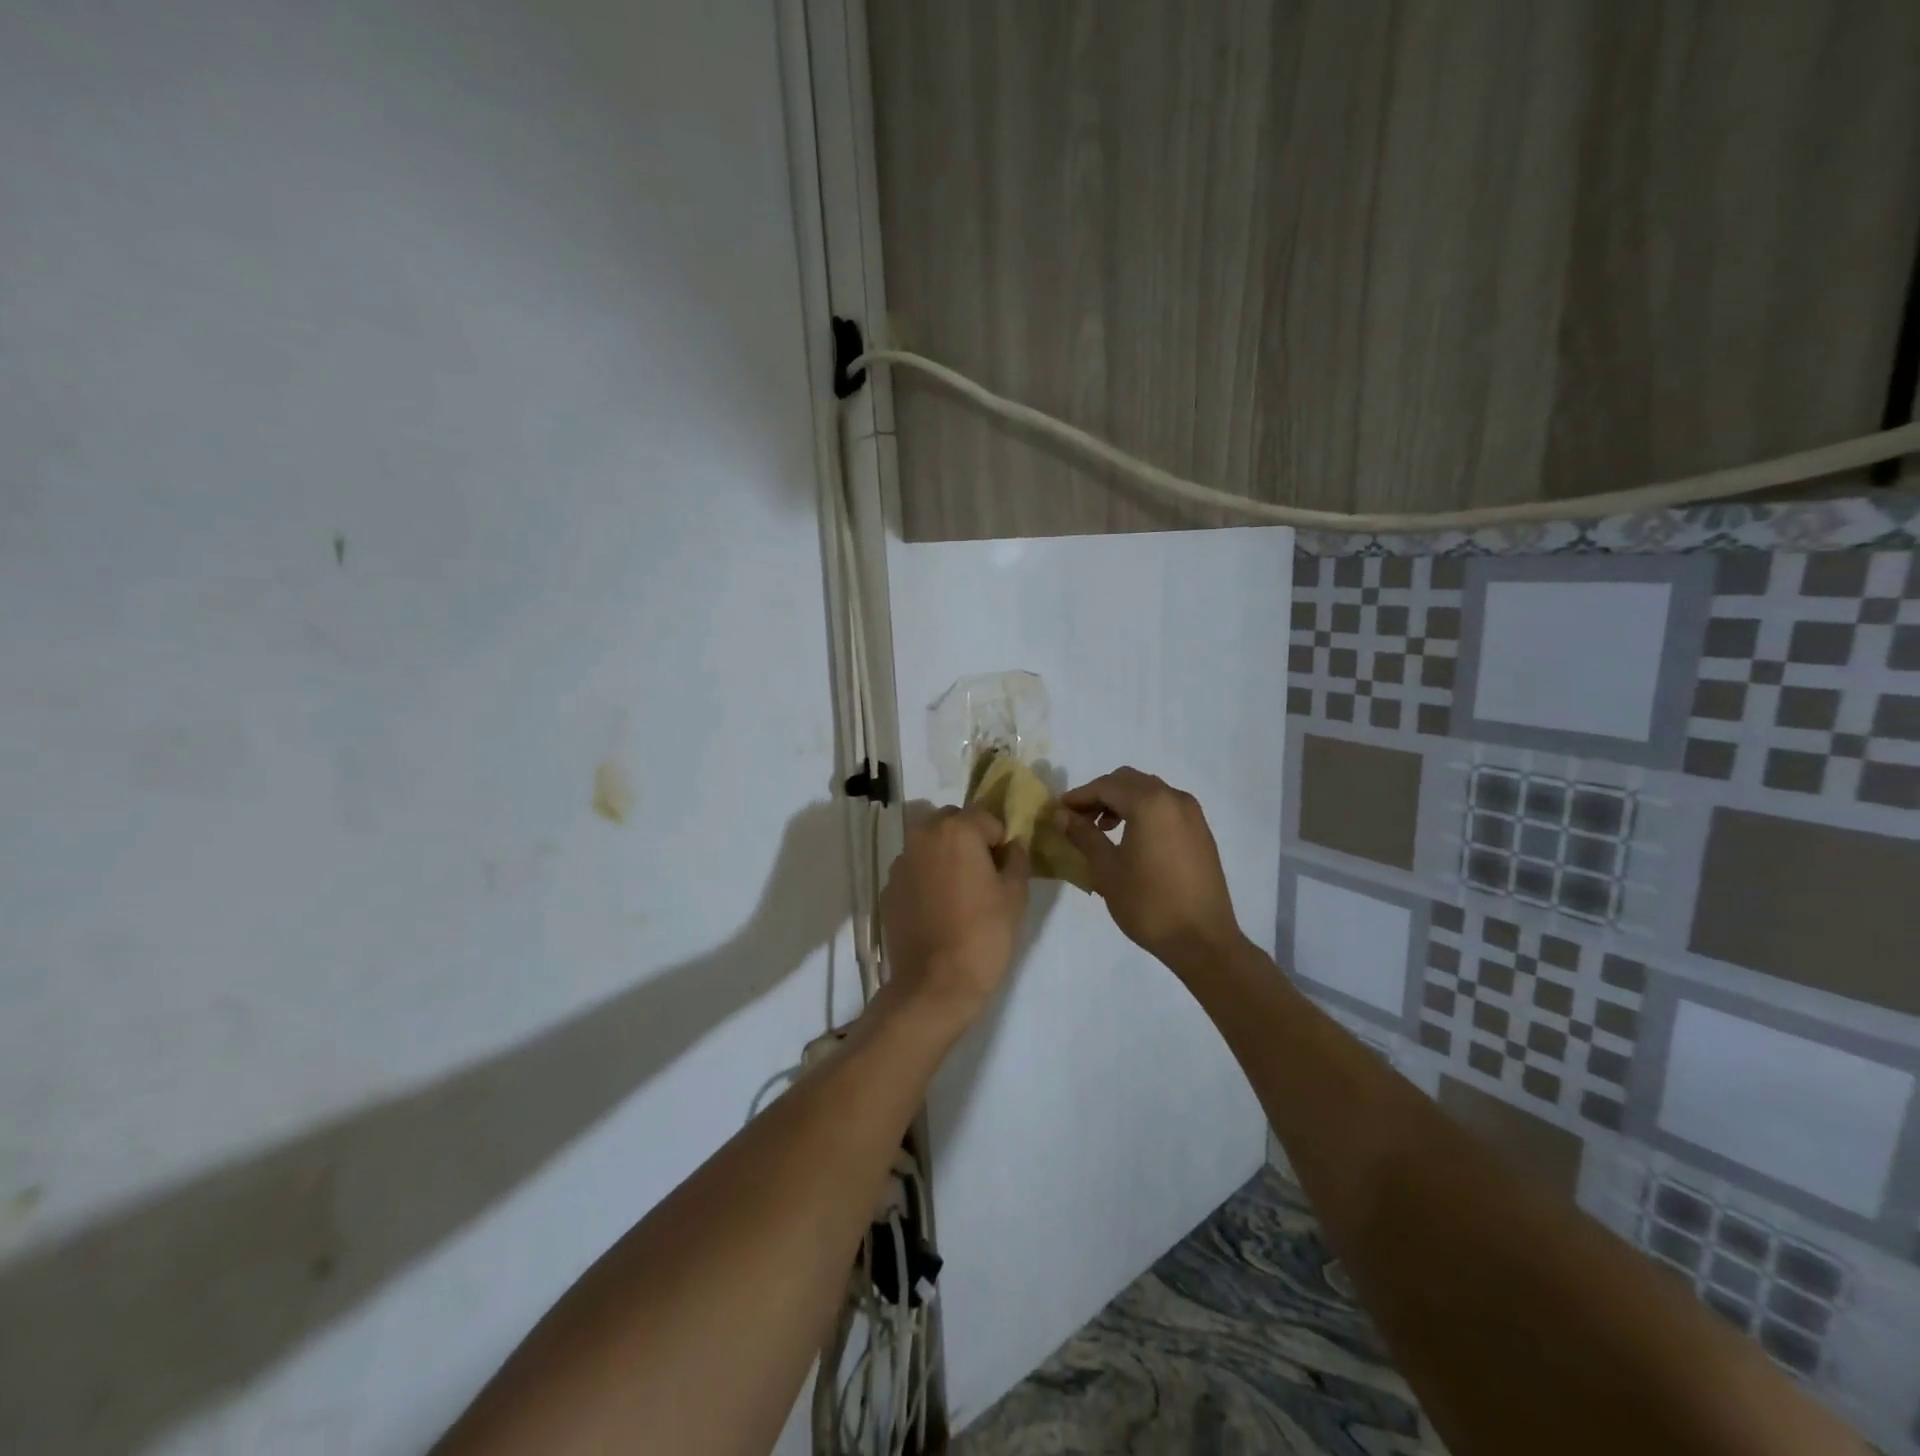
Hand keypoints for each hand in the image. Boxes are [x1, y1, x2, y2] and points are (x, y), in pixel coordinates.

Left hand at [881, 806, 1030, 1026]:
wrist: (936, 984)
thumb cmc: (984, 934)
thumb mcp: (1015, 895)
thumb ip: (1017, 859)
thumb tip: (1013, 845)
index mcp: (956, 830)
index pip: (985, 817)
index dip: (999, 839)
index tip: (1005, 866)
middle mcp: (922, 837)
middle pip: (951, 823)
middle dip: (967, 838)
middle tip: (982, 874)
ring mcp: (900, 864)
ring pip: (928, 846)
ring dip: (943, 857)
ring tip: (958, 894)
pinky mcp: (888, 890)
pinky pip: (913, 872)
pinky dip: (926, 880)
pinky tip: (937, 911)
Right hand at [1056, 767, 1242, 968]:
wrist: (1202, 940)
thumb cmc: (1148, 904)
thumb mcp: (1107, 869)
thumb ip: (1084, 835)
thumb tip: (1062, 815)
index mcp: (1150, 803)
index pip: (1106, 786)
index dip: (1079, 796)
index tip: (1059, 811)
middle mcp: (1174, 798)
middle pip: (1129, 781)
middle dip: (1101, 795)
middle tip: (1079, 819)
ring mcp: (1192, 814)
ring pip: (1149, 792)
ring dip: (1123, 802)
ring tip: (1104, 830)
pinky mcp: (1201, 832)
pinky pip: (1166, 808)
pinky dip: (1144, 812)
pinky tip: (1132, 839)